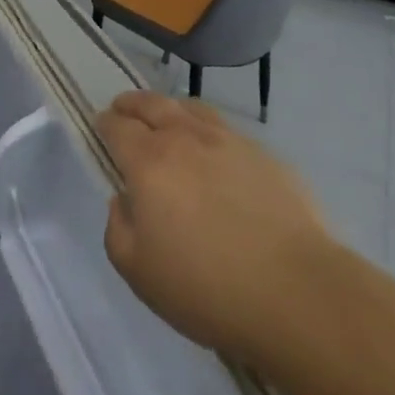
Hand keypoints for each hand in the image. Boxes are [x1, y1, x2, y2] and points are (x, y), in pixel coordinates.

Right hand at [96, 90, 337, 366]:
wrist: (295, 291)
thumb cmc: (206, 288)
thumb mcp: (139, 273)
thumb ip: (118, 229)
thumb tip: (124, 200)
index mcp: (150, 162)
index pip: (118, 128)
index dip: (104, 124)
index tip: (100, 125)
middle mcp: (186, 138)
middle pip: (152, 105)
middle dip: (132, 104)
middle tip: (123, 107)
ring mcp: (229, 141)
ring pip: (190, 108)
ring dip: (169, 108)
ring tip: (165, 117)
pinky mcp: (264, 153)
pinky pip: (223, 127)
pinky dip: (205, 126)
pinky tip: (211, 146)